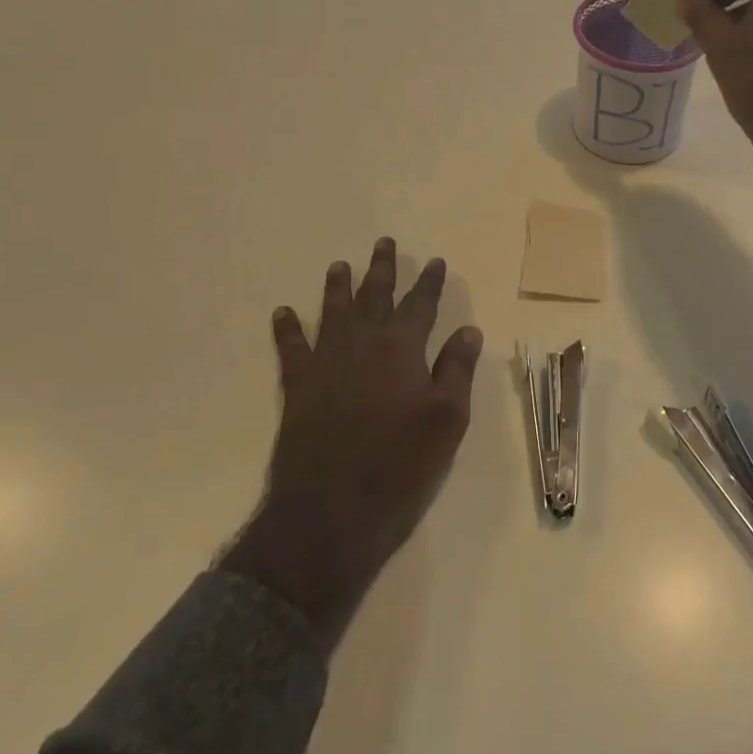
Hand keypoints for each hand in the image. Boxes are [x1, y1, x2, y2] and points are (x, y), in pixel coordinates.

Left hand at [220, 237, 482, 645]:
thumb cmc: (400, 466)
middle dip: (382, 268)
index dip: (429, 282)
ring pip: (333, 311)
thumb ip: (457, 370)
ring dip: (337, 287)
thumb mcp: (447, 420)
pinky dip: (287, 328)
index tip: (435, 260)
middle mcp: (363, 343)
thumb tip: (469, 329)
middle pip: (375, 296)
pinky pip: (290, 347)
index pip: (421, 304)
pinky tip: (283, 313)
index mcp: (402, 348)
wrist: (331, 511)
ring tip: (339, 265)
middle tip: (383, 242)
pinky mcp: (297, 385)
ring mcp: (326, 362)